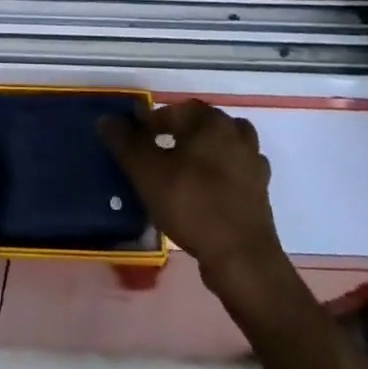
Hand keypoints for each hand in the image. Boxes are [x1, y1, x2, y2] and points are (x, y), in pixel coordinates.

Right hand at [99, 100, 288, 296]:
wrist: (242, 258)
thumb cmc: (192, 205)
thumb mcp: (148, 172)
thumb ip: (125, 142)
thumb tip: (107, 118)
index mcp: (212, 122)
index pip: (177, 110)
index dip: (153, 122)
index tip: (137, 141)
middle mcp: (237, 134)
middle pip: (202, 125)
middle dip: (179, 135)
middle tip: (157, 156)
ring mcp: (253, 164)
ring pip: (221, 147)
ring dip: (202, 154)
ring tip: (180, 173)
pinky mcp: (260, 192)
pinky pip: (234, 172)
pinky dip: (219, 176)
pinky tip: (204, 193)